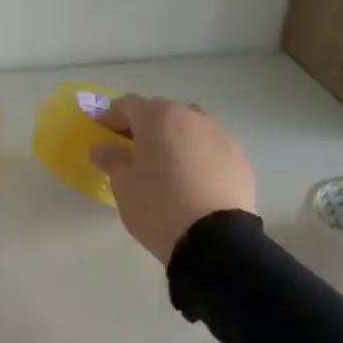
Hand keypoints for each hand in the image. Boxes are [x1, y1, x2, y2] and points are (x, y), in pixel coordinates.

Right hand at [89, 94, 257, 264]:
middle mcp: (192, 117)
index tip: (101, 132)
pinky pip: (211, 149)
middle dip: (144, 126)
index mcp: (159, 117)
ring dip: (174, 139)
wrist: (215, 237)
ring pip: (190, 128)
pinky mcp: (240, 159)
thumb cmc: (157, 204)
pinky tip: (191, 182)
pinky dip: (197, 157)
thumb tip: (103, 147)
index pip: (128, 104)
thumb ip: (111, 158)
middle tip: (131, 150)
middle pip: (162, 112)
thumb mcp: (123, 184)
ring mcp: (221, 136)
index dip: (111, 116)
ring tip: (165, 165)